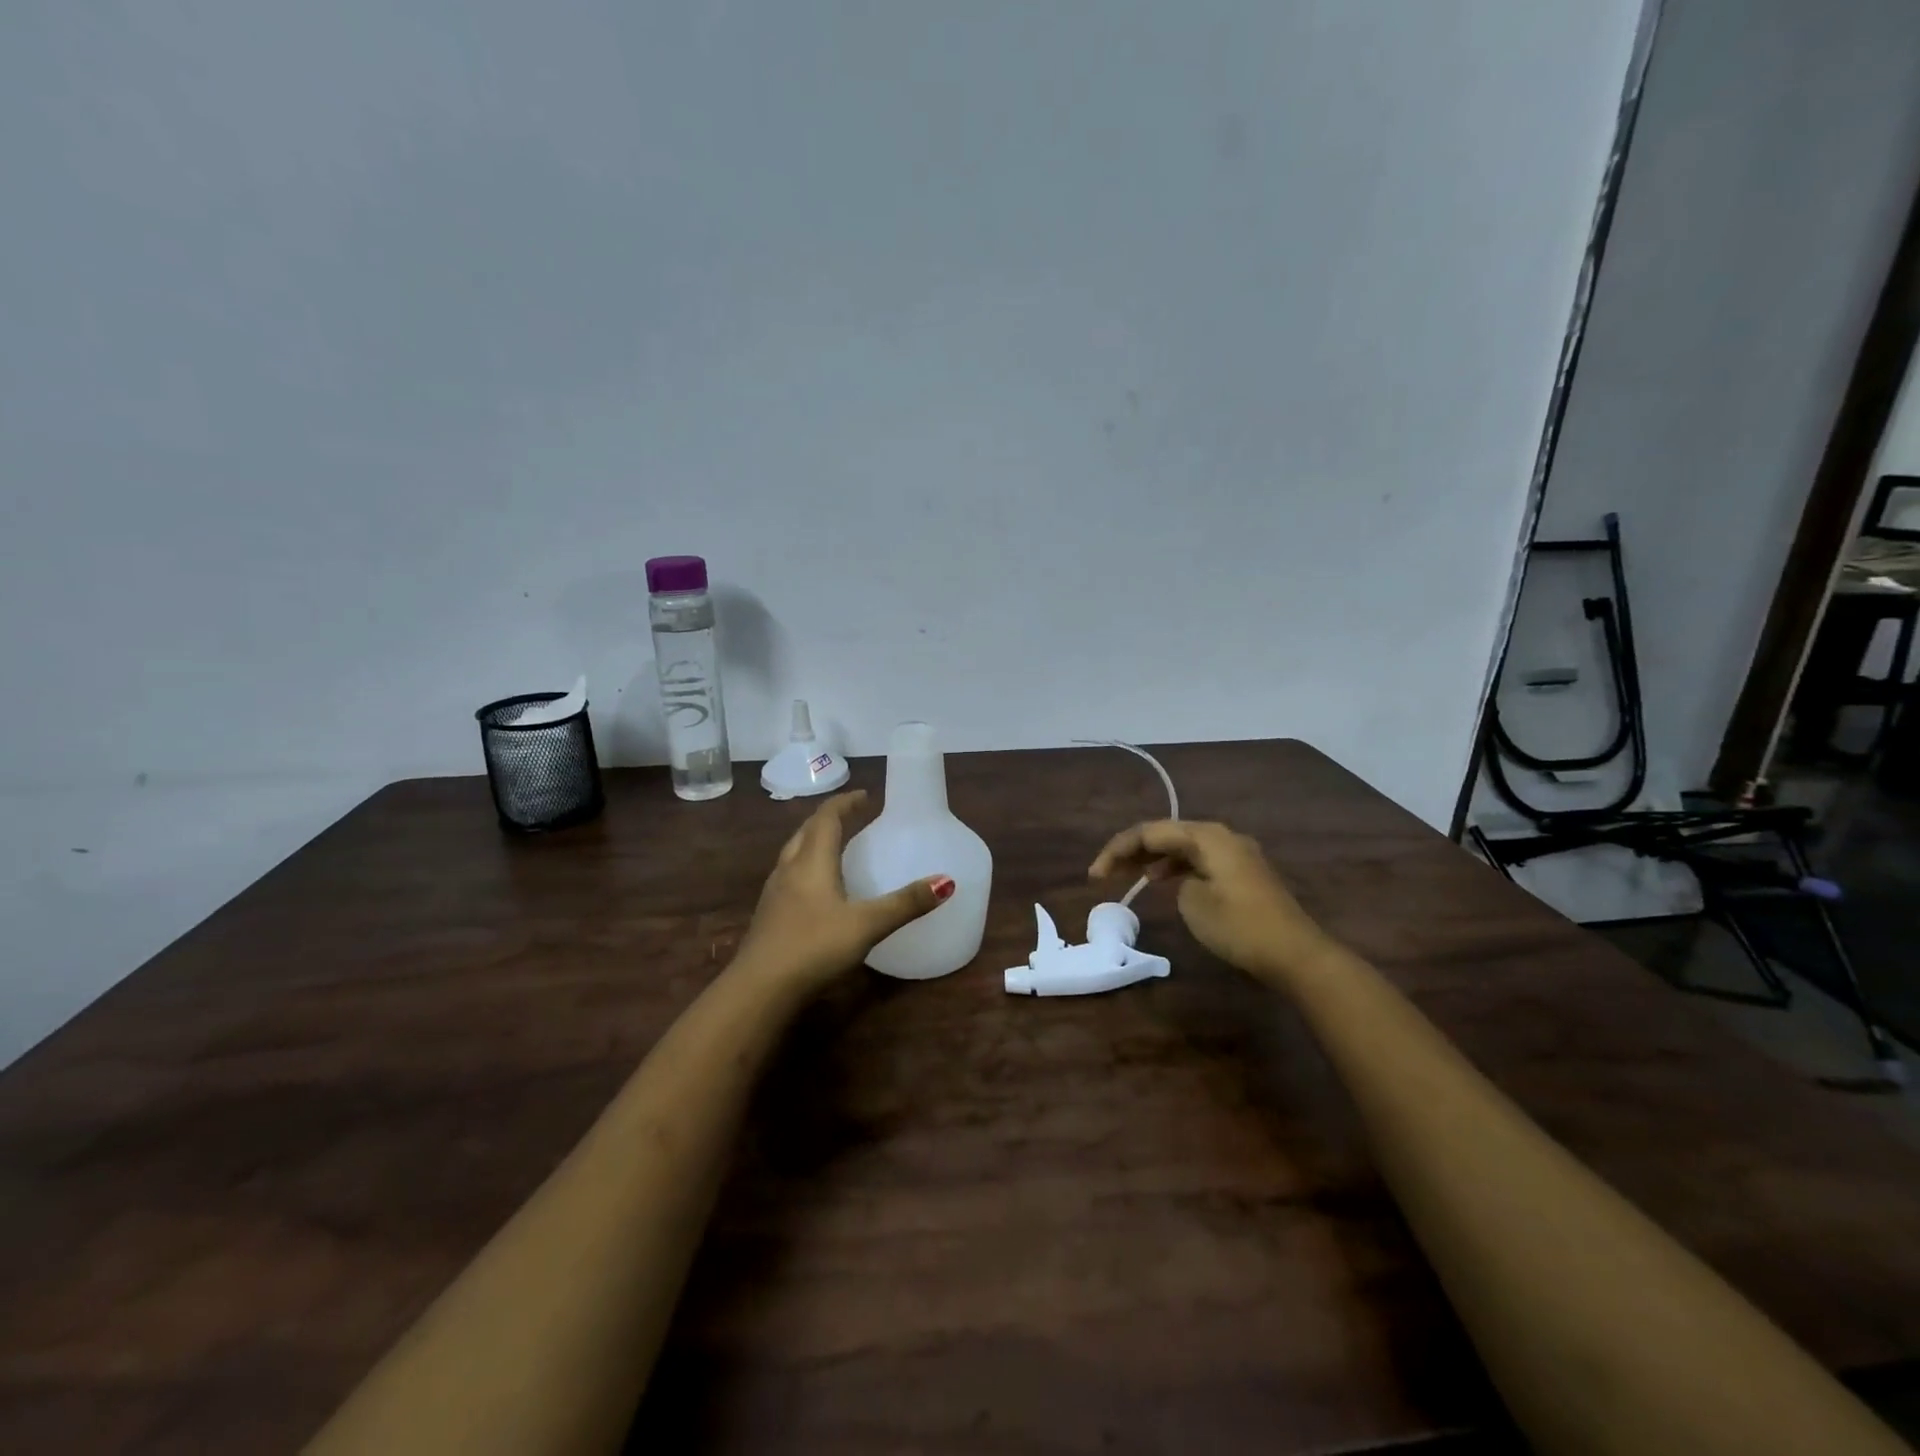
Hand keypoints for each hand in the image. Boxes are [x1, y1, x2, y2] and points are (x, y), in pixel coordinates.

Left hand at [736, 791, 953, 993]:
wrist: (759, 989)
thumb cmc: (814, 947)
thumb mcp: (866, 925)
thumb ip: (905, 903)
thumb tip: (946, 881)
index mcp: (812, 861)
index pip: (827, 818)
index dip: (845, 803)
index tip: (865, 796)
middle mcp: (789, 869)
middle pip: (807, 831)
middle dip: (829, 819)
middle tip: (852, 817)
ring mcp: (774, 893)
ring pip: (793, 853)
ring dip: (814, 841)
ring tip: (835, 846)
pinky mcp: (768, 916)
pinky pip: (789, 876)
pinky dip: (806, 867)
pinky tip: (816, 890)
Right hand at [1089, 820, 1328, 980]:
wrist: (1295, 954)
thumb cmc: (1240, 926)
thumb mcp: (1194, 903)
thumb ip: (1177, 881)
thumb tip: (1183, 880)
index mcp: (1207, 836)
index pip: (1150, 832)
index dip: (1118, 850)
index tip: (1095, 875)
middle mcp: (1222, 836)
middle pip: (1166, 834)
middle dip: (1132, 850)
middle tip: (1104, 872)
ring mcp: (1235, 853)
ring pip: (1182, 846)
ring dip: (1153, 858)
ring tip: (1127, 875)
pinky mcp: (1243, 873)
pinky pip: (1198, 859)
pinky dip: (1175, 867)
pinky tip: (1162, 881)